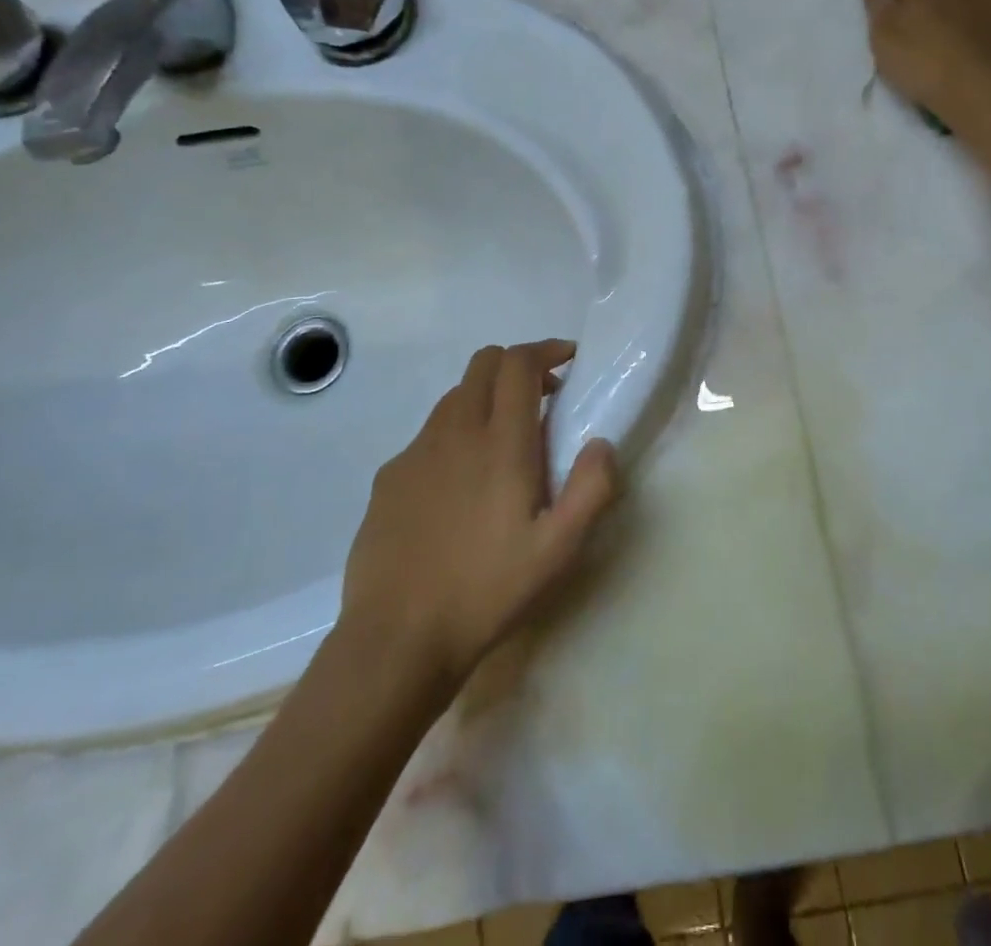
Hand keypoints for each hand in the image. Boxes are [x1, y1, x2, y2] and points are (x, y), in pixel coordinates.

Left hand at [337, 340, 619, 687]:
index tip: (569, 360)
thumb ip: (591, 490)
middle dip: (517, 365)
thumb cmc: (486, 591)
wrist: (396, 640)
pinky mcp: (389, 478)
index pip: (519, 364)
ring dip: (486, 398)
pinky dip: (455, 434)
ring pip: (454, 396)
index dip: (546, 350)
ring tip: (506, 441)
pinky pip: (429, 435)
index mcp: (500, 443)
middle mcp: (454, 432)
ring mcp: (415, 452)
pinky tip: (460, 485)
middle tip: (544, 399)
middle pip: (483, 364)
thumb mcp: (558, 552)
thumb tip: (601, 444)